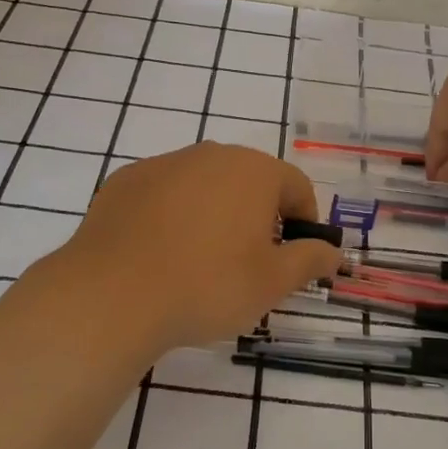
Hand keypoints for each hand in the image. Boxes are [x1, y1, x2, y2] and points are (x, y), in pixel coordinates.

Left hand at [47, 142, 341, 354]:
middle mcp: (212, 154)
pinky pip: (164, 193)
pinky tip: (159, 254)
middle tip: (248, 263)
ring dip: (214, 213)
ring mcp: (164, 163)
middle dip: (258, 216)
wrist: (113, 294)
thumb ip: (310, 260)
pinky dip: (172, 215)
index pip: (296, 187)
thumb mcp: (272, 282)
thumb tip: (334, 251)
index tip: (292, 257)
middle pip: (250, 181)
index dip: (302, 222)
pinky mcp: (126, 180)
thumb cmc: (207, 285)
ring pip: (205, 184)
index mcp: (254, 171)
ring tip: (200, 262)